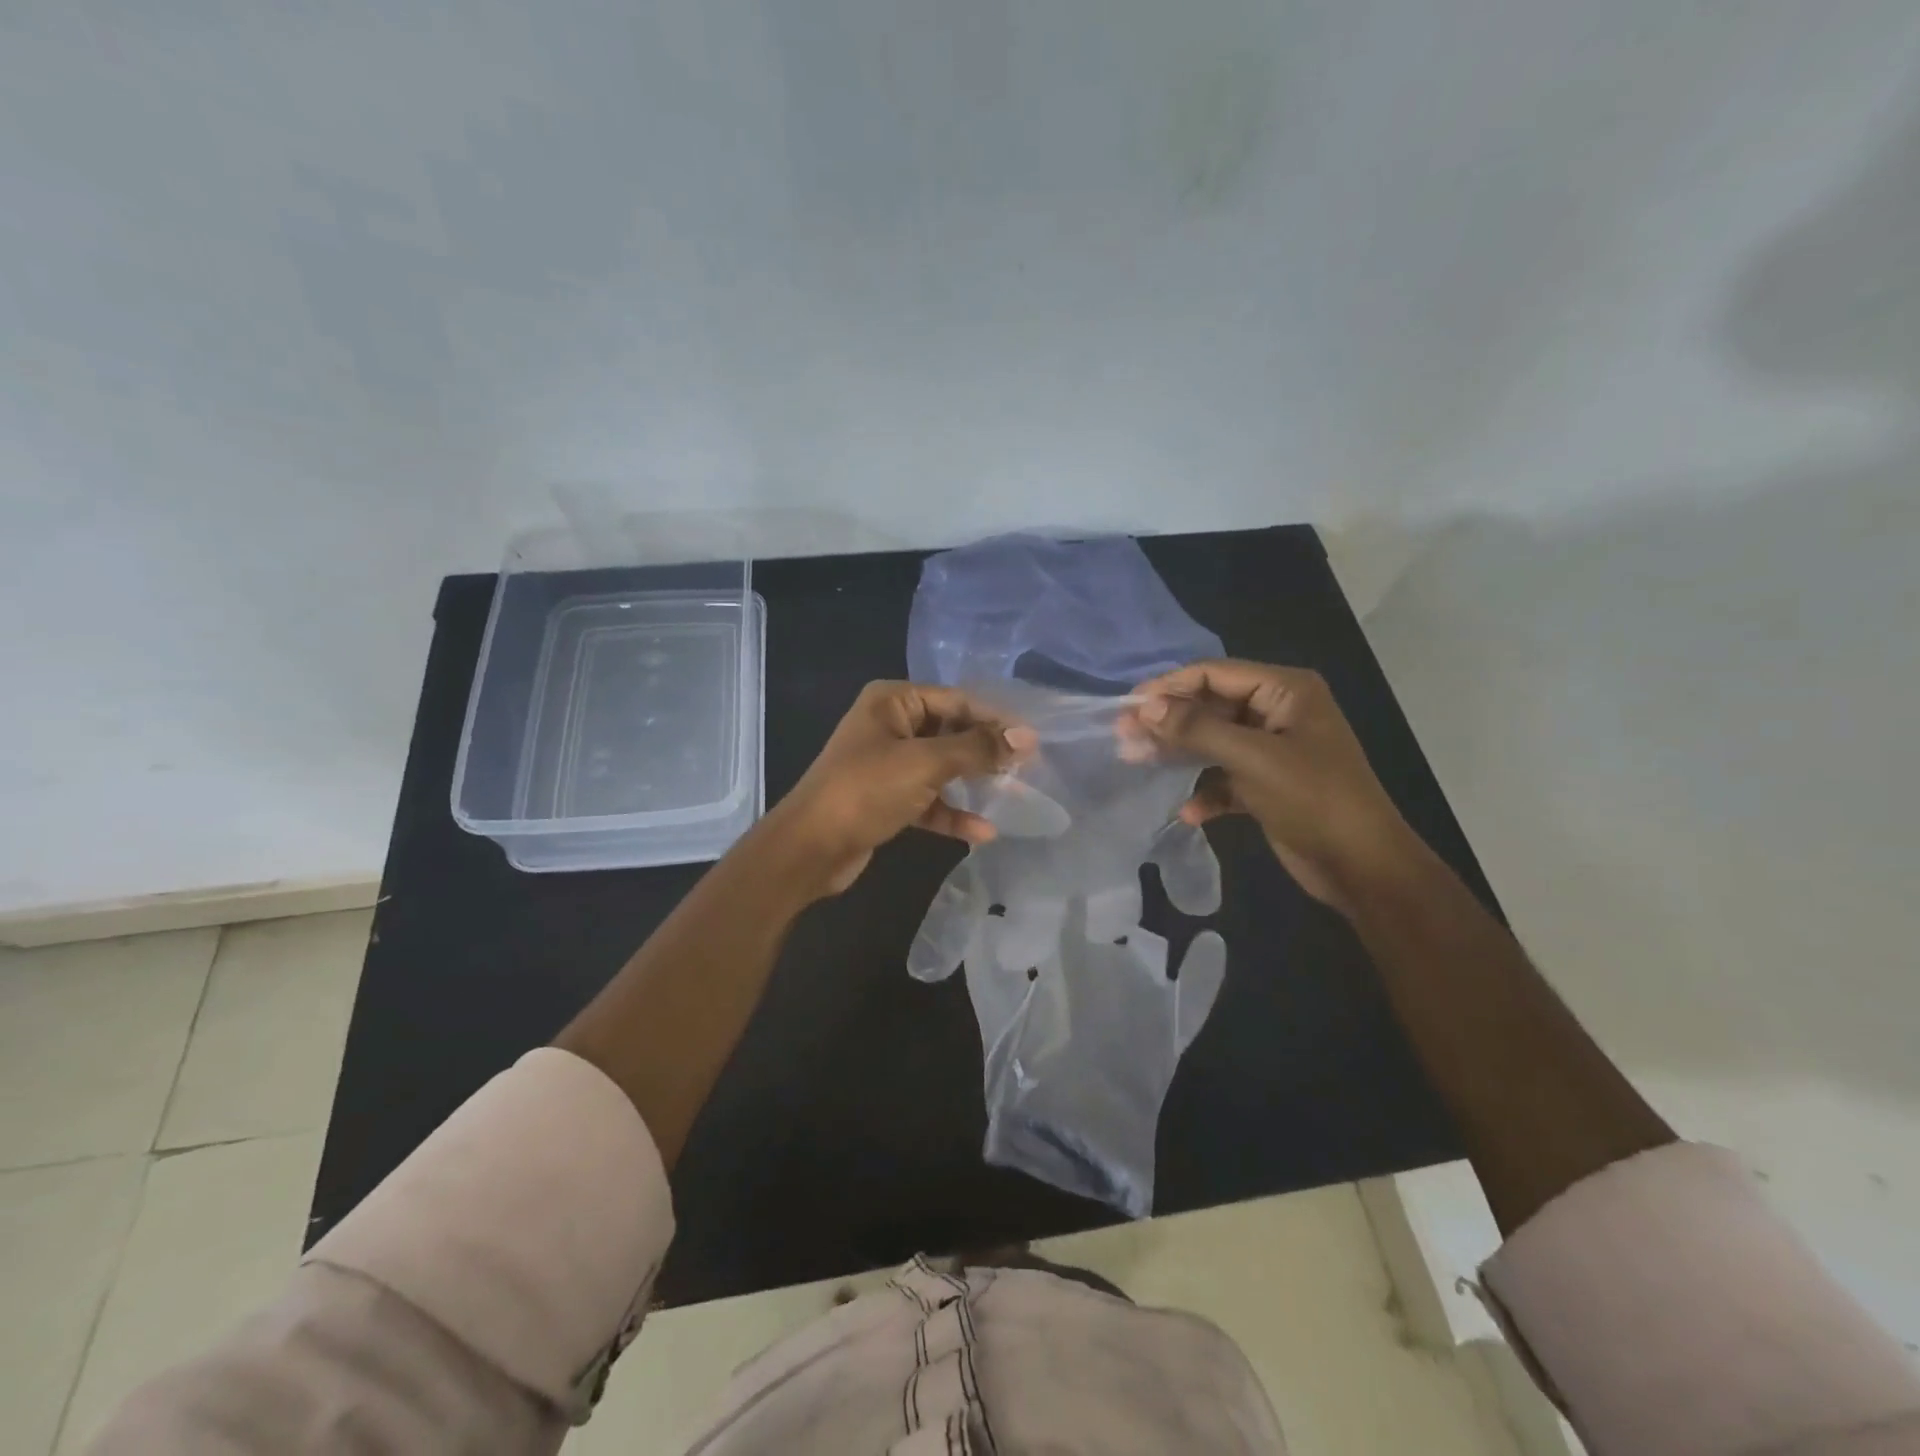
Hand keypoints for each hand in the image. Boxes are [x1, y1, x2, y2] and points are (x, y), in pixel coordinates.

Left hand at [760, 682, 1034, 899]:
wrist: (810, 848)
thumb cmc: (866, 790)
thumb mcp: (926, 763)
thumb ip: (978, 749)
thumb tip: (1027, 738)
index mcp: (893, 701)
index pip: (956, 700)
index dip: (995, 720)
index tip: (1032, 742)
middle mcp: (890, 725)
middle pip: (951, 732)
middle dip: (986, 752)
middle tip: (1027, 769)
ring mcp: (887, 763)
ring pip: (942, 767)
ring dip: (973, 783)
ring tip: (1013, 796)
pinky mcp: (886, 798)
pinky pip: (928, 799)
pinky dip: (952, 813)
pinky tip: (982, 832)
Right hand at [1129, 660, 1422, 912]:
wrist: (1363, 867)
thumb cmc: (1313, 799)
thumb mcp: (1253, 758)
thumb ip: (1196, 729)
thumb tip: (1145, 706)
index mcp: (1285, 691)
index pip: (1215, 673)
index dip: (1170, 687)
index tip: (1128, 706)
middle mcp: (1278, 712)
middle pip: (1210, 706)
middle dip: (1169, 722)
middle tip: (1124, 736)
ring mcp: (1273, 749)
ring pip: (1213, 741)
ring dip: (1179, 753)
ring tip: (1137, 762)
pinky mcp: (1267, 784)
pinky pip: (1225, 777)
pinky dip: (1206, 791)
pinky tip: (1189, 812)